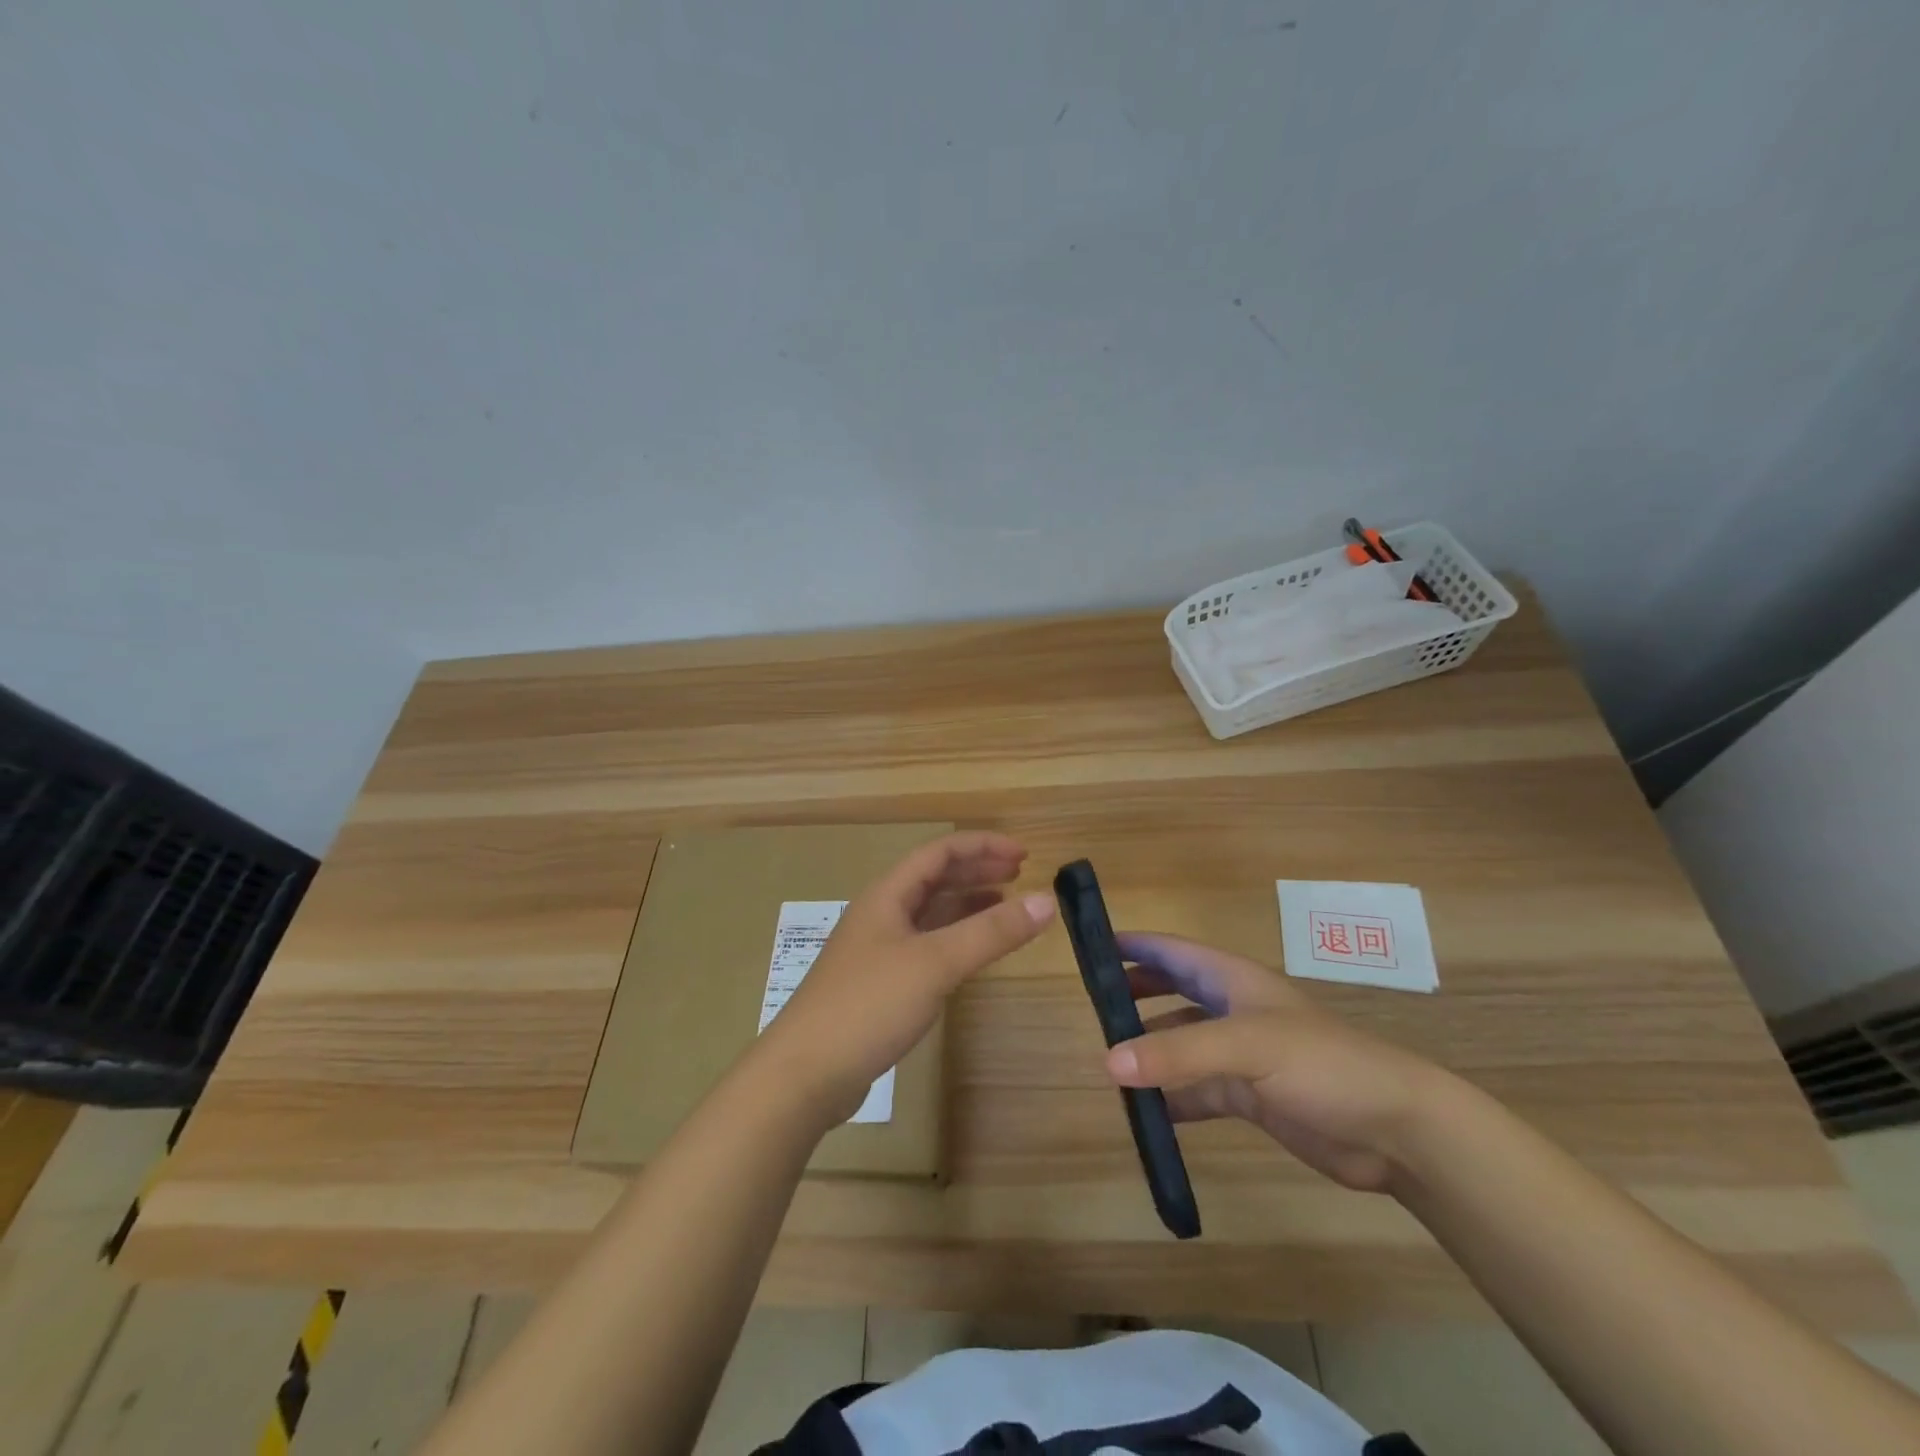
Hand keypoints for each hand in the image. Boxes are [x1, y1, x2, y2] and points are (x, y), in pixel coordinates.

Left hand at [757, 832, 1055, 1122]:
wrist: (804, 1073)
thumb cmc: (869, 1005)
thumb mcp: (935, 963)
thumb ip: (991, 932)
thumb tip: (1046, 900)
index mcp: (888, 895)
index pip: (939, 852)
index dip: (982, 847)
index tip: (1024, 855)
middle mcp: (881, 914)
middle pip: (933, 878)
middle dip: (976, 870)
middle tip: (1019, 875)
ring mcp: (878, 950)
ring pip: (929, 913)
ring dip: (966, 903)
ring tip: (1004, 905)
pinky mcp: (879, 984)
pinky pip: (925, 945)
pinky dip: (954, 938)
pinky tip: (971, 952)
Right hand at [1106, 933, 1449, 1192]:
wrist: (1395, 1129)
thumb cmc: (1322, 1064)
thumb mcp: (1247, 1047)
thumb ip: (1178, 1053)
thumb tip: (1108, 1062)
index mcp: (1232, 980)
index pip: (1172, 950)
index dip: (1134, 945)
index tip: (1090, 948)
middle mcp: (1233, 1010)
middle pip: (1173, 991)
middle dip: (1135, 995)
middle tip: (1093, 1009)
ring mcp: (1242, 1055)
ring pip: (1181, 1044)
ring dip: (1150, 1051)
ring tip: (1109, 1064)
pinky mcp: (1251, 1096)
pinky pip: (1198, 1090)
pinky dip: (1172, 1098)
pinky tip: (1147, 1112)